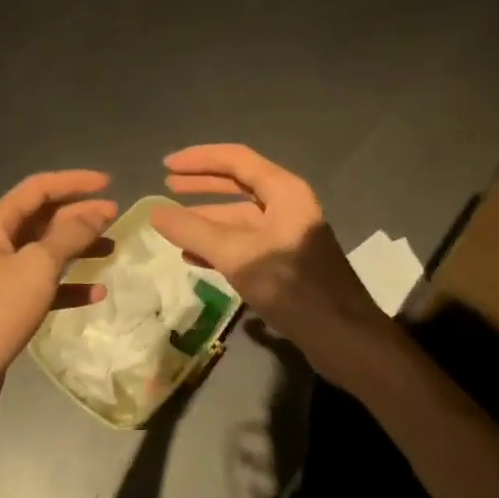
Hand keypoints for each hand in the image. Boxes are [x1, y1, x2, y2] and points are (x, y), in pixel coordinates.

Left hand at [0, 170, 116, 433]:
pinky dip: (69, 285)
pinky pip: (44, 285)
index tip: (109, 184)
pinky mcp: (7, 307)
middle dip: (80, 215)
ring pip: (46, 251)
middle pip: (43, 218)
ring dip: (78, 248)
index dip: (74, 182)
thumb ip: (70, 236)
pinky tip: (96, 293)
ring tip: (112, 249)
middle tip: (117, 217)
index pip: (38, 188)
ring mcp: (0, 277)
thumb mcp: (37, 266)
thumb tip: (97, 212)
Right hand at [149, 145, 386, 386]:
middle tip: (167, 187)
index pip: (236, 159)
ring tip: (173, 226)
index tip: (165, 166)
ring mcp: (287, 235)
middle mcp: (287, 205)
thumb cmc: (292, 285)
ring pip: (239, 218)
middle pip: (238, 184)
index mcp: (284, 191)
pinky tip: (194, 257)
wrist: (343, 337)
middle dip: (202, 185)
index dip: (199, 160)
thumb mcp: (237, 255)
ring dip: (207, 220)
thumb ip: (194, 232)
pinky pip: (246, 243)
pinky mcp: (285, 263)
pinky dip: (219, 246)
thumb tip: (154, 212)